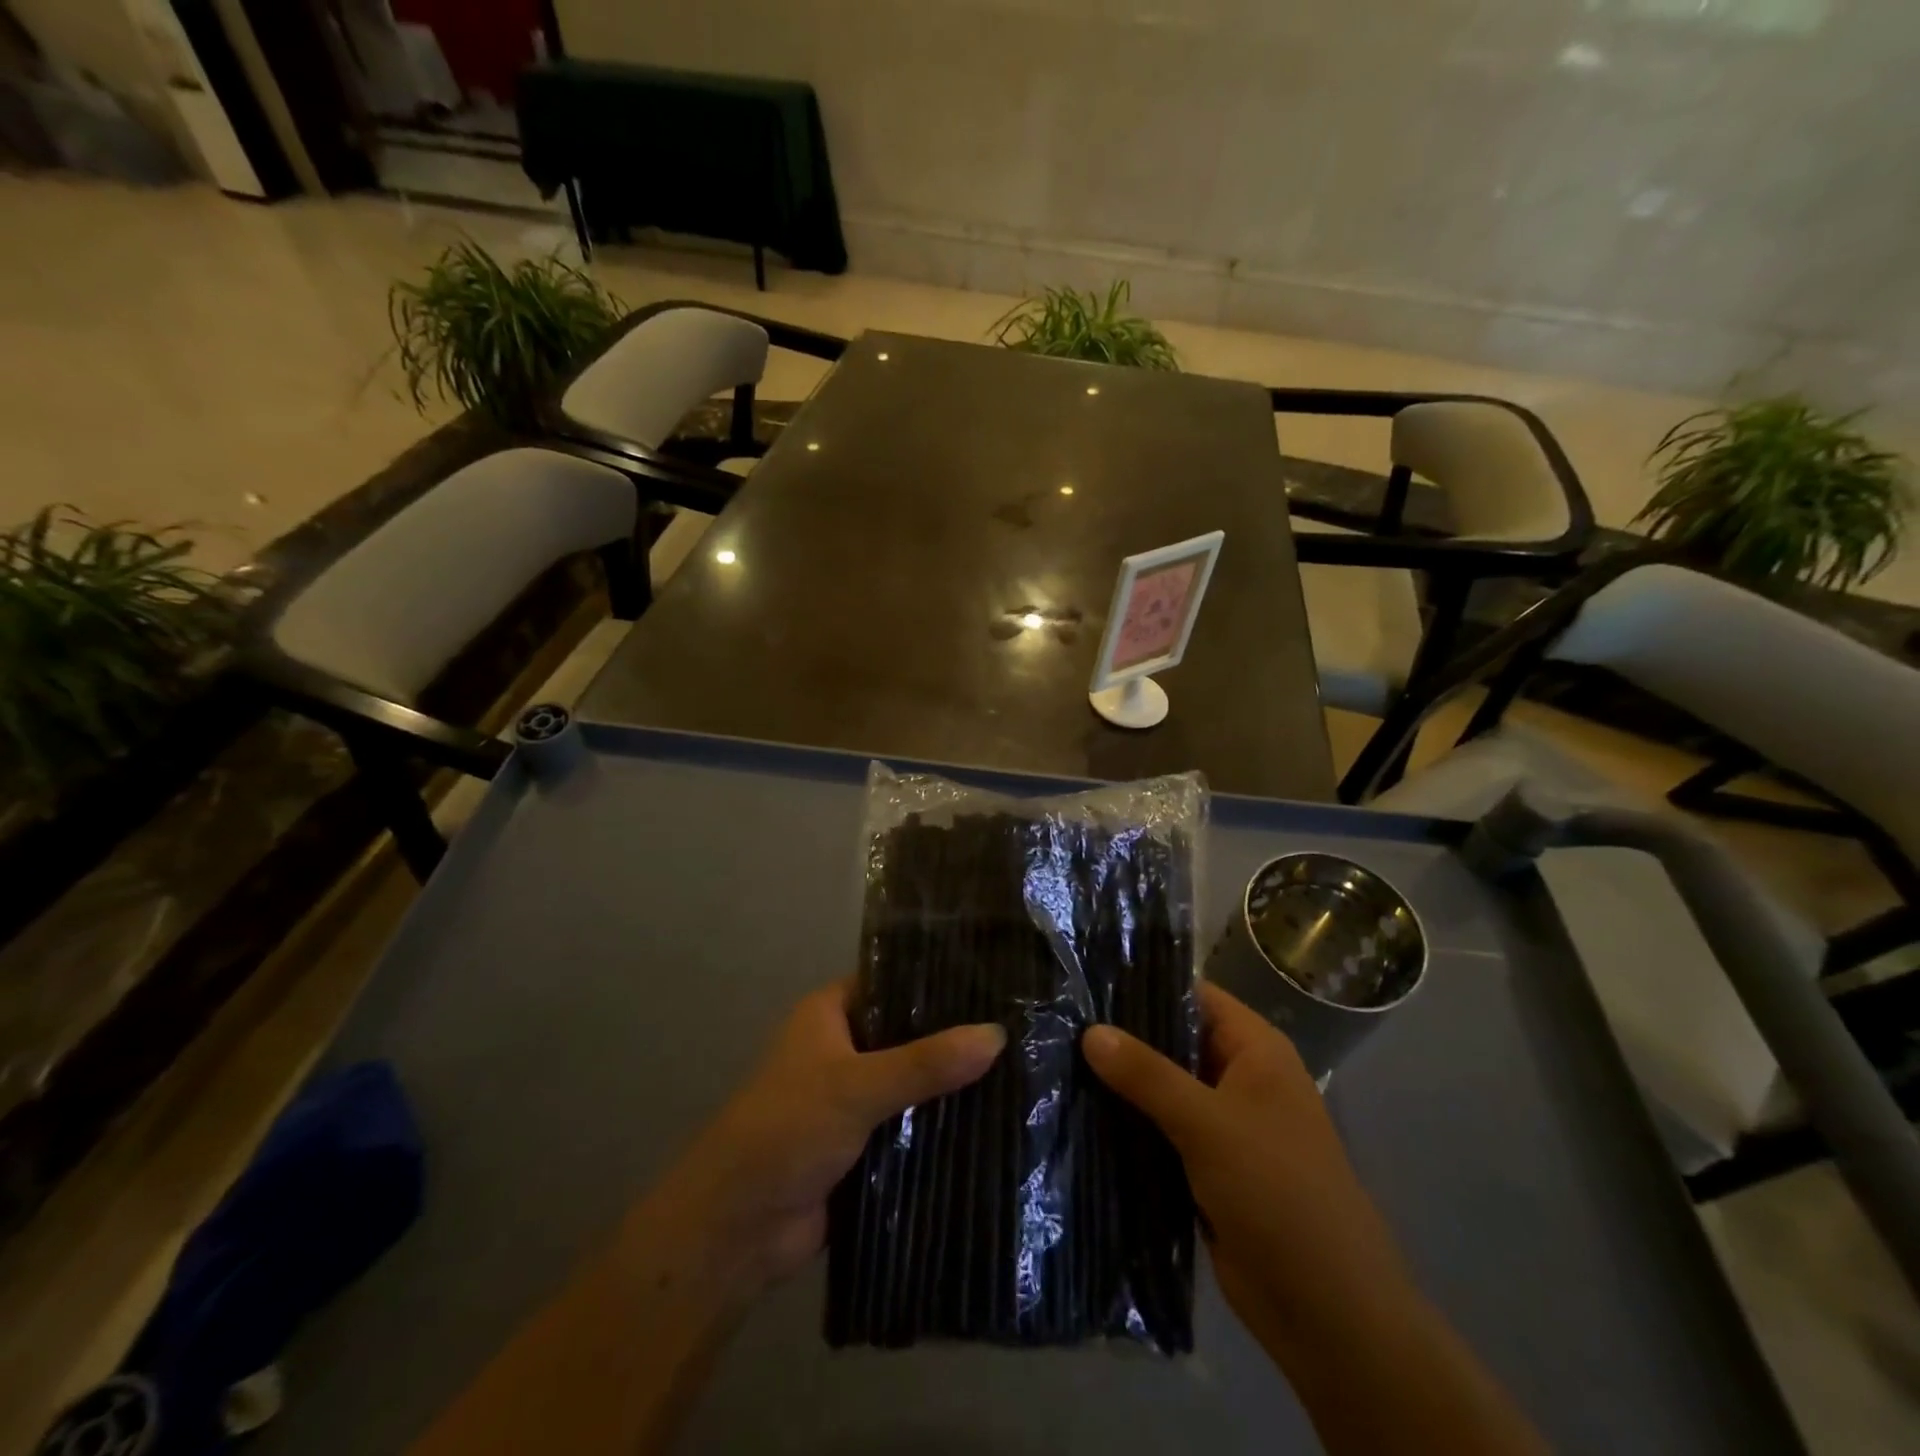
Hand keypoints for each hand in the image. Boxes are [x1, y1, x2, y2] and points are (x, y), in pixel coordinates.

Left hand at [646, 980, 1006, 1309]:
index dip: (937, 979)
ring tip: (1022, 1069)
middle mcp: (843, 1048)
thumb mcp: (858, 1086)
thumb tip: (998, 1034)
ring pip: (913, 1082)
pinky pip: (911, 1126)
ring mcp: (853, 1098)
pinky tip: (994, 1121)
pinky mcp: (864, 1145)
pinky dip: (941, 1126)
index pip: (892, 981)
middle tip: (1020, 1027)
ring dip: (951, 1085)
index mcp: (829, 1014)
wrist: (737, 1229)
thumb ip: (926, 1063)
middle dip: (953, 1037)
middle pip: (908, 1033)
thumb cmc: (787, 1129)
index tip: (994, 979)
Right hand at [1082, 983, 1408, 1346]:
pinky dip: (1128, 1123)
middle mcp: (1240, 1077)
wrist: (1326, 1311)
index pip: (1194, 996)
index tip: (1087, 979)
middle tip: (1059, 1020)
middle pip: (1173, 1041)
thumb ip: (1147, 1074)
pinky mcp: (1206, 1166)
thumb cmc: (1278, 1192)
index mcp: (1256, 1050)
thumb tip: (1089, 1031)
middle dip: (1123, 1035)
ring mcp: (1223, 1124)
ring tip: (1056, 1058)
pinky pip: (1160, 1130)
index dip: (1144, 983)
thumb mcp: (1208, 1123)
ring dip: (1120, 1083)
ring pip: (1162, 1088)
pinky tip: (1078, 1111)